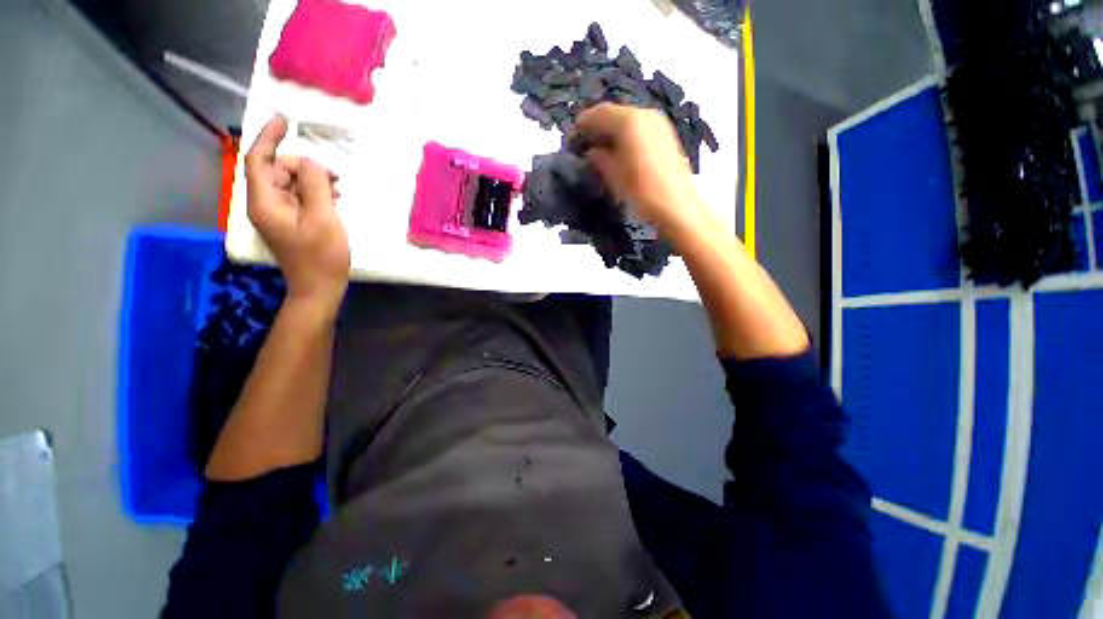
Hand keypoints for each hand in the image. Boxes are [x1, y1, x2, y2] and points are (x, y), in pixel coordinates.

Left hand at [245, 115, 349, 312]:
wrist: (319, 288)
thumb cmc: (322, 256)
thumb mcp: (323, 217)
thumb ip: (315, 184)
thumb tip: (309, 162)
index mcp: (265, 202)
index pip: (258, 160)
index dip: (268, 138)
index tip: (284, 121)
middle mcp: (265, 205)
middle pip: (277, 170)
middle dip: (303, 167)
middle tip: (334, 178)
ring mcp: (277, 215)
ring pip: (290, 184)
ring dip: (312, 181)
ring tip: (338, 191)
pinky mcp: (289, 222)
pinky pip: (298, 197)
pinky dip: (314, 194)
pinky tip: (333, 201)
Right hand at [575, 104, 707, 233]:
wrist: (675, 205)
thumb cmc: (641, 190)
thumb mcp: (612, 175)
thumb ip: (598, 158)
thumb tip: (591, 151)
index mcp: (629, 120)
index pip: (598, 113)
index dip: (582, 125)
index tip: (571, 140)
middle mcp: (645, 114)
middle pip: (614, 114)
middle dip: (596, 128)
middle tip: (584, 145)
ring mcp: (658, 123)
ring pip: (627, 121)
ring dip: (611, 132)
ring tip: (600, 151)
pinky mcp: (665, 135)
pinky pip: (639, 128)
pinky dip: (626, 136)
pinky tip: (620, 153)